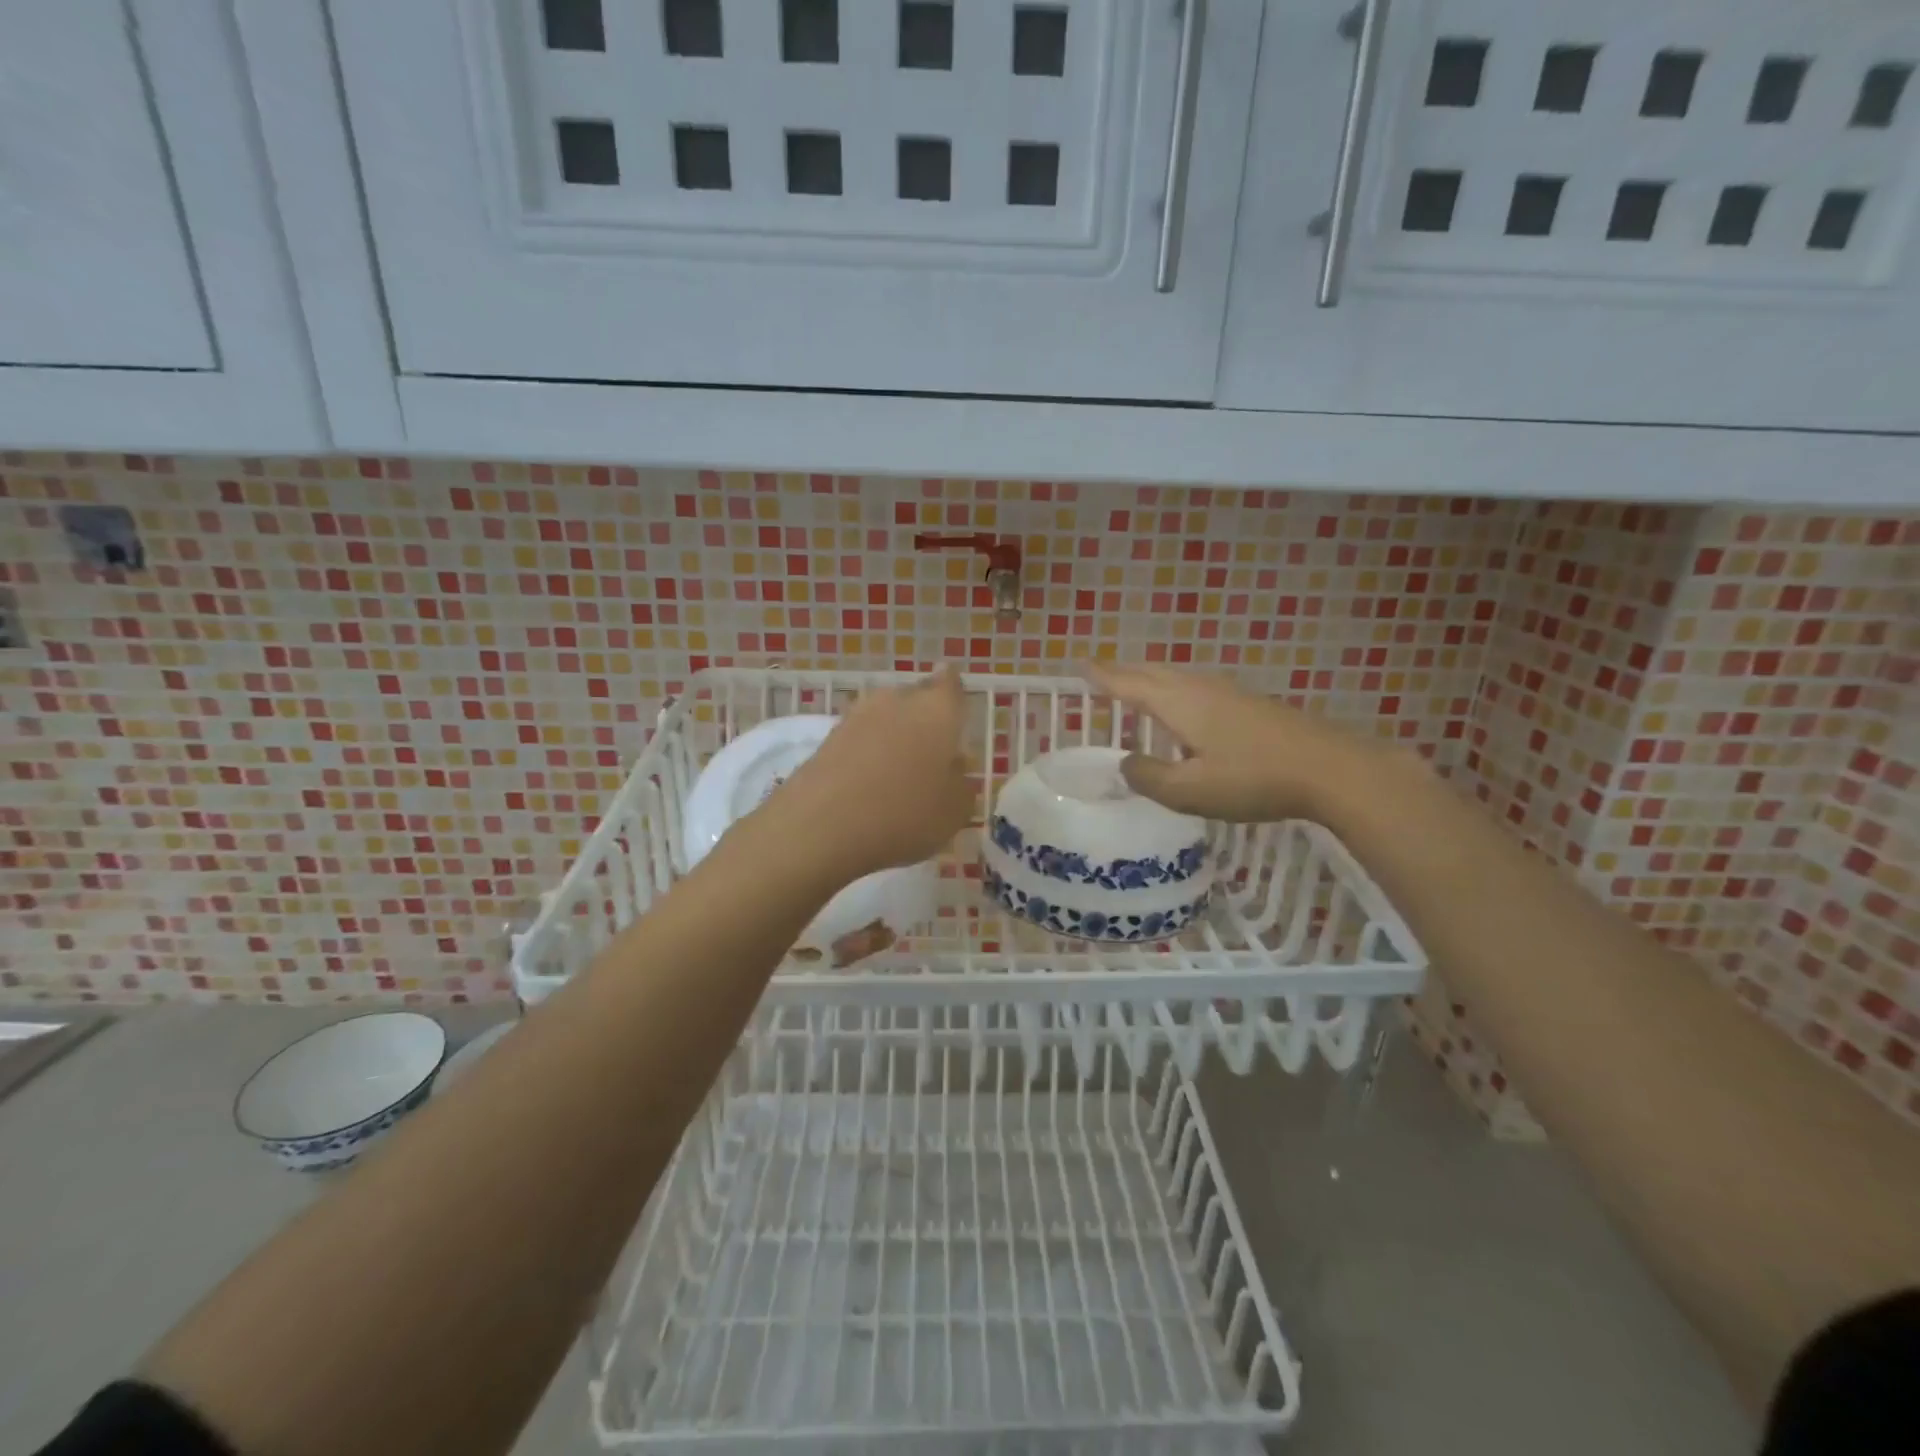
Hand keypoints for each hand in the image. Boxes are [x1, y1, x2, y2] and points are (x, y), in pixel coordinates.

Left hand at [773, 668, 972, 877]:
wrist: (822, 826)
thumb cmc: (906, 814)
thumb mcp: (955, 811)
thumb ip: (960, 783)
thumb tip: (953, 767)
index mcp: (938, 710)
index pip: (950, 683)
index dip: (953, 691)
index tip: (954, 704)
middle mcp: (898, 701)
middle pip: (915, 699)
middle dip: (923, 719)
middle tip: (930, 752)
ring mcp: (857, 716)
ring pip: (884, 718)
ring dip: (892, 738)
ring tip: (897, 773)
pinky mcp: (827, 738)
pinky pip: (858, 740)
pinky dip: (865, 756)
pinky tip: (867, 785)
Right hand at [1086, 661, 1385, 822]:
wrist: (1331, 769)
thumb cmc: (1253, 779)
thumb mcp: (1190, 791)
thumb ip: (1149, 777)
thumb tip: (1126, 762)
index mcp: (1178, 703)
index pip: (1129, 684)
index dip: (1103, 677)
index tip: (1079, 665)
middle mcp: (1199, 688)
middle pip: (1153, 672)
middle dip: (1124, 671)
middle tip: (1101, 674)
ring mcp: (1228, 692)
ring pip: (1177, 677)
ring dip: (1150, 678)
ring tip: (1135, 686)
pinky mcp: (1249, 704)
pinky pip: (1196, 687)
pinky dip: (1174, 689)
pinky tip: (1183, 708)